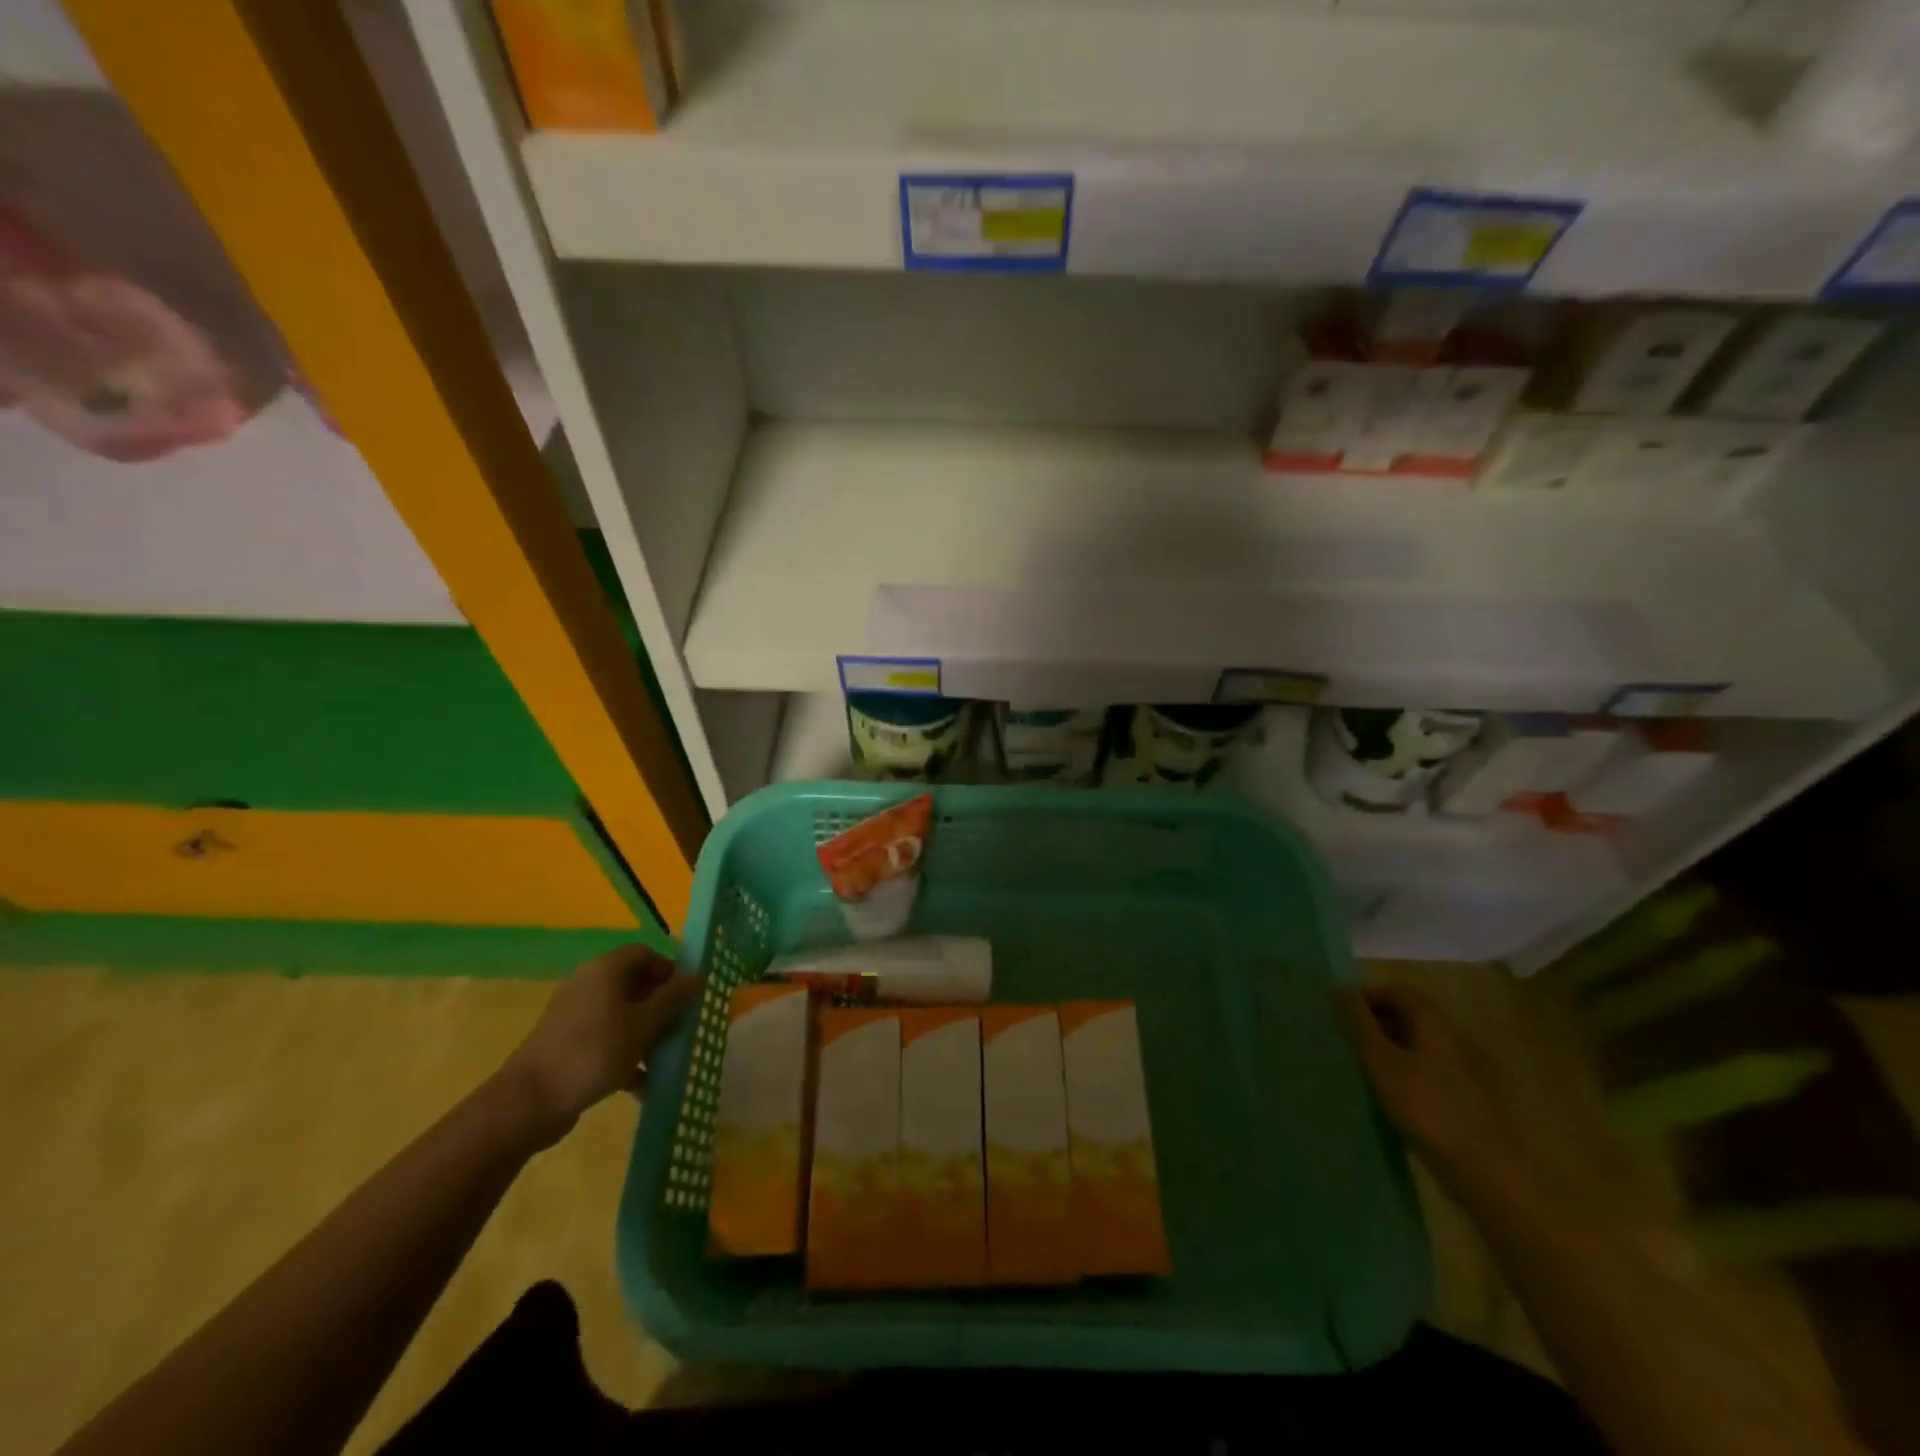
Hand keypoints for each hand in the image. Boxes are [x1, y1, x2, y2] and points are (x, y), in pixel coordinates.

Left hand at [500, 945, 701, 1148]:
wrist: (529, 1101)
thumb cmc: (594, 1051)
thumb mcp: (644, 1025)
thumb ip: (674, 999)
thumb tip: (698, 975)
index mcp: (606, 970)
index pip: (645, 953)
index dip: (669, 970)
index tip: (687, 996)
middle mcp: (589, 985)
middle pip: (634, 985)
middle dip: (661, 1006)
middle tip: (681, 1028)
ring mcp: (575, 1016)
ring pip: (622, 1016)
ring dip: (646, 1034)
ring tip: (666, 1059)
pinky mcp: (567, 1045)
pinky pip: (606, 1040)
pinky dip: (625, 1056)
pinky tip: (642, 1084)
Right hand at [1334, 984, 1523, 1199]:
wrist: (1485, 1170)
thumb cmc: (1425, 1107)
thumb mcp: (1380, 1061)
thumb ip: (1358, 1022)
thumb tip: (1338, 987)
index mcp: (1435, 1022)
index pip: (1395, 991)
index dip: (1365, 997)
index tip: (1337, 1015)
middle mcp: (1456, 1036)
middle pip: (1410, 1015)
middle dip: (1376, 1022)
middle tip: (1346, 1040)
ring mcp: (1468, 1067)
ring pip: (1420, 1043)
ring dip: (1390, 1047)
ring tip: (1363, 1067)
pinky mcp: (1471, 1096)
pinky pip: (1431, 1068)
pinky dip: (1407, 1069)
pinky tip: (1392, 1093)